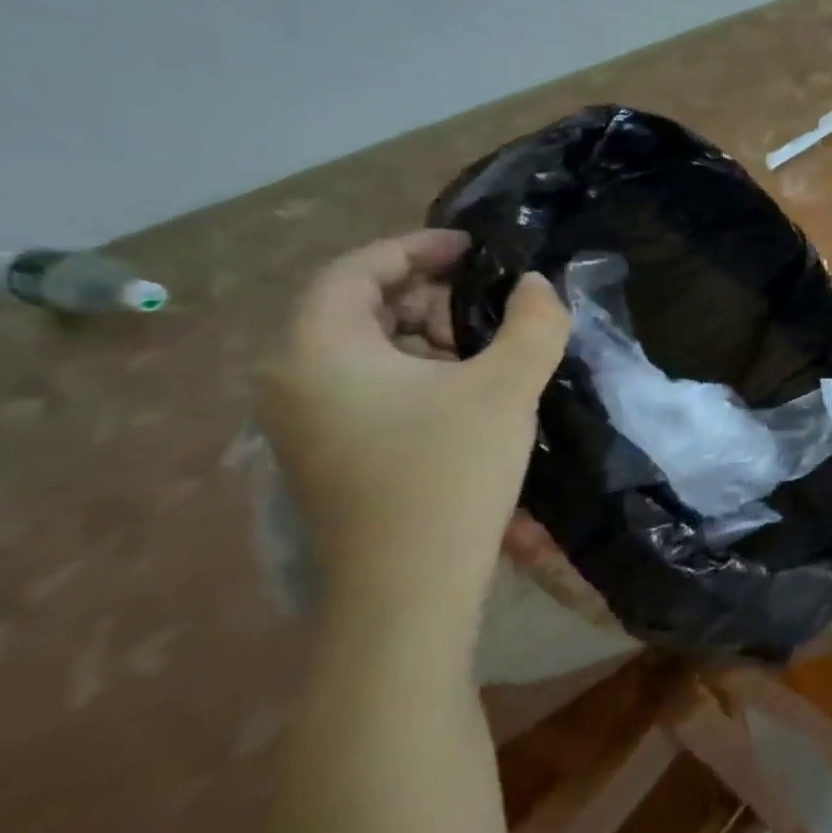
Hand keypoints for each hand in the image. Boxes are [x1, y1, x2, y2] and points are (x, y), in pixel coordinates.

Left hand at [258, 231, 570, 639]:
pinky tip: (466, 391)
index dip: (417, 247)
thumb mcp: (507, 386)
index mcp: (319, 350)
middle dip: (427, 292)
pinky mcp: (327, 453)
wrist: (409, 586)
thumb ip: (534, 322)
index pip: (357, 270)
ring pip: (364, 350)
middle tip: (489, 299)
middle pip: (356, 307)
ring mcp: (304, 422)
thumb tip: (538, 286)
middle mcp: (293, 379)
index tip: (475, 246)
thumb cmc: (449, 471)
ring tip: (486, 347)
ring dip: (426, 334)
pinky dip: (415, 371)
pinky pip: (365, 386)